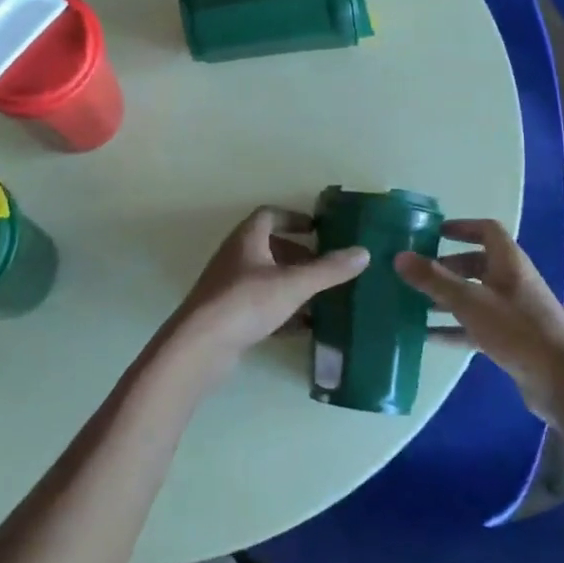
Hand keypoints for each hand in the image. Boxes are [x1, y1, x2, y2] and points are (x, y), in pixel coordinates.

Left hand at [160, 208, 368, 387]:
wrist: (200, 347)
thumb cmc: (245, 302)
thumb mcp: (293, 284)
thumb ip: (328, 270)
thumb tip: (363, 252)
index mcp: (247, 239)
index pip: (269, 215)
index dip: (293, 218)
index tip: (317, 228)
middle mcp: (236, 258)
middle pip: (269, 247)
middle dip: (299, 255)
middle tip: (325, 266)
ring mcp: (230, 288)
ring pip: (266, 279)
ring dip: (292, 284)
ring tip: (322, 297)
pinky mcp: (229, 316)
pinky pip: (262, 306)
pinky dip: (283, 312)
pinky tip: (305, 327)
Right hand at [395, 219, 563, 419]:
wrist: (562, 382)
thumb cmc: (517, 330)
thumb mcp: (469, 302)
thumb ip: (434, 280)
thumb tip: (399, 256)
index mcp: (509, 261)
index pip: (486, 230)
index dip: (461, 227)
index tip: (434, 232)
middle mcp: (513, 280)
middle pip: (478, 264)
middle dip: (447, 266)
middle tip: (418, 272)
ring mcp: (514, 311)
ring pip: (475, 296)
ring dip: (448, 298)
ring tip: (415, 304)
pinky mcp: (512, 339)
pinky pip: (478, 324)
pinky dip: (455, 327)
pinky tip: (429, 337)